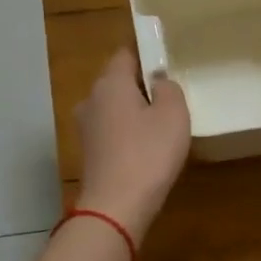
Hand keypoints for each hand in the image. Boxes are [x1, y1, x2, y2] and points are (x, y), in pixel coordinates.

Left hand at [76, 48, 190, 238]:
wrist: (116, 206)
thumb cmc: (149, 153)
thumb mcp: (174, 114)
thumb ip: (169, 89)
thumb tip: (159, 82)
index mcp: (110, 83)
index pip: (126, 54)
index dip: (148, 55)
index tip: (169, 66)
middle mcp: (91, 99)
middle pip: (119, 82)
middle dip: (142, 87)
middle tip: (171, 100)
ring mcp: (86, 128)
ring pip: (115, 109)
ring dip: (135, 113)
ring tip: (162, 128)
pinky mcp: (89, 153)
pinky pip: (112, 132)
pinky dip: (128, 135)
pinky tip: (146, 150)